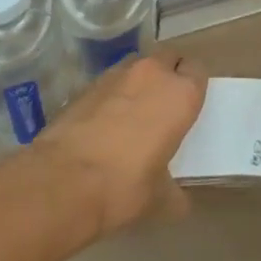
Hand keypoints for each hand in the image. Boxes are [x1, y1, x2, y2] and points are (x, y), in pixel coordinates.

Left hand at [32, 53, 206, 237]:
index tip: (189, 104)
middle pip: (169, 57)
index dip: (194, 84)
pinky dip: (113, 93)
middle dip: (169, 73)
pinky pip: (111, 80)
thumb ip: (174, 193)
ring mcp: (118, 74)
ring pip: (138, 63)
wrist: (62, 181)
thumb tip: (178, 203)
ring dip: (141, 79)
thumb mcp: (159, 198)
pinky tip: (105, 120)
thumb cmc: (124, 186)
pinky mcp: (88, 83)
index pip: (198, 70)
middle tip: (164, 103)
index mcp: (181, 94)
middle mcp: (153, 73)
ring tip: (133, 109)